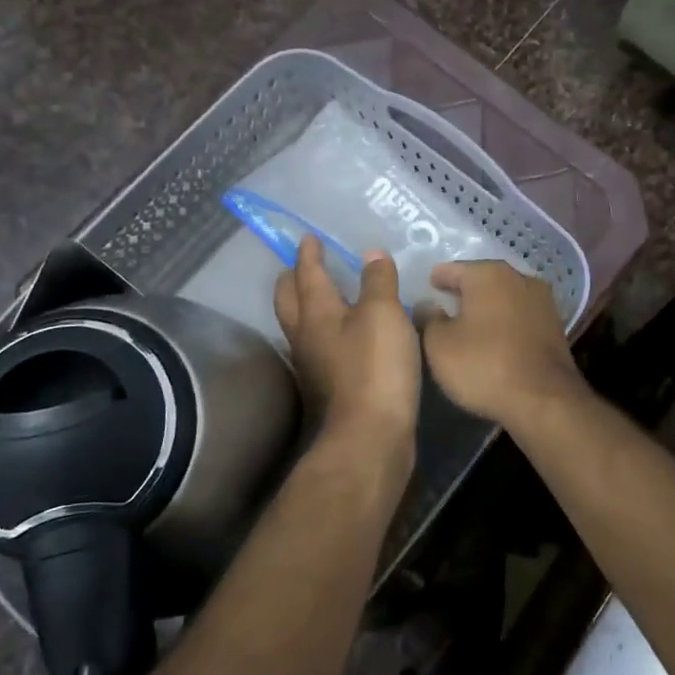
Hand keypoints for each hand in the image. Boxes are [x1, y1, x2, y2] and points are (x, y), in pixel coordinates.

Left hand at [275, 236, 420, 456]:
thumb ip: (378, 281)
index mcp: (316, 312)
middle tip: (304, 265)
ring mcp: (312, 365)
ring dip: (307, 307)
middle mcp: (305, 336)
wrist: (369, 437)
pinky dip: (327, 333)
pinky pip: (320, 348)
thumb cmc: (375, 368)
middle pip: (290, 300)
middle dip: (294, 279)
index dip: (308, 253)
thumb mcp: (384, 314)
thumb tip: (372, 254)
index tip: (308, 238)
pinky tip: (346, 337)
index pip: (307, 273)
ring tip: (326, 296)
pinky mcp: (326, 387)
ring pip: (301, 326)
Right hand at [421, 261, 583, 426]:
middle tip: (446, 306)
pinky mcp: (555, 325)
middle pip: (483, 279)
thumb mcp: (439, 345)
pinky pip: (521, 316)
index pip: (454, 269)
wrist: (544, 400)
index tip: (428, 287)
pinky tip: (496, 338)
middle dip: (465, 291)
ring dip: (488, 306)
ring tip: (470, 324)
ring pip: (505, 296)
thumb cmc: (483, 365)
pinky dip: (506, 322)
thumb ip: (429, 319)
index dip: (438, 278)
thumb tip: (428, 305)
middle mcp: (518, 278)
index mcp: (488, 274)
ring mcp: (542, 301)